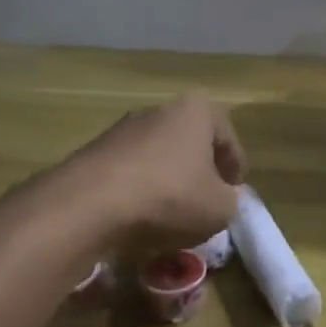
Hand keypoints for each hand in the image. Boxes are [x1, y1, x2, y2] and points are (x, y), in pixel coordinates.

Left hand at [60, 93, 246, 257]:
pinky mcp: (95, 151)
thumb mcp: (219, 208)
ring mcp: (123, 128)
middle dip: (200, 172)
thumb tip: (225, 197)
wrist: (90, 203)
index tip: (234, 195)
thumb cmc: (170, 195)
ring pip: (159, 156)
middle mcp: (160, 109)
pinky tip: (140, 217)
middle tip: (206, 202)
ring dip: (169, 181)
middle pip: (191, 143)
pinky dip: (140, 190)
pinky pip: (130, 171)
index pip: (227, 138)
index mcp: (197, 110)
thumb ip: (232, 201)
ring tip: (172, 215)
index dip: (235, 169)